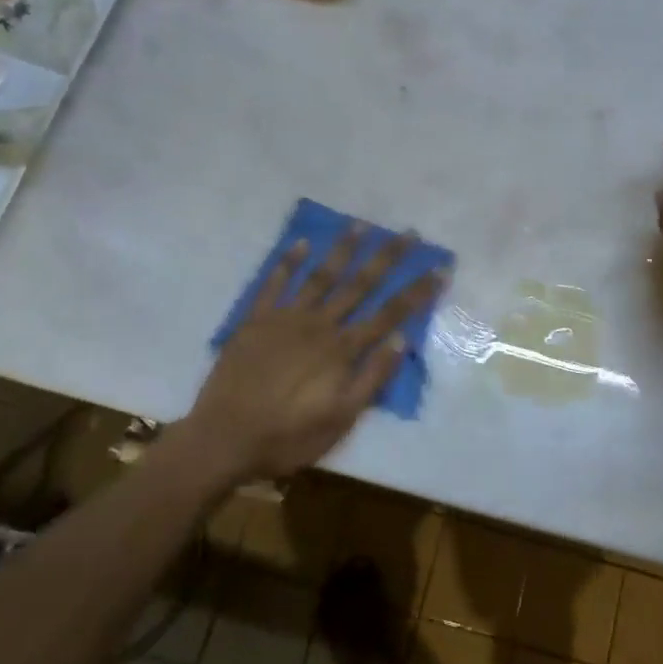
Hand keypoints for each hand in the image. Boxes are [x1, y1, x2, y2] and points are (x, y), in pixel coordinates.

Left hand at [187, 224, 446, 481]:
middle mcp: (319, 325)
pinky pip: (274, 284)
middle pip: (360, 285)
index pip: (389, 314)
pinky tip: (301, 243)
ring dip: (343, 249)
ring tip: (361, 224)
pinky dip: (288, 263)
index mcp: (342, 350)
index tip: (439, 268)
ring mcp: (285, 319)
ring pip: (321, 276)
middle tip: (409, 232)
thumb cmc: (287, 437)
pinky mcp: (255, 321)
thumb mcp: (341, 419)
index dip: (417, 292)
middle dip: (387, 258)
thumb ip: (372, 378)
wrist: (223, 439)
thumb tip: (402, 339)